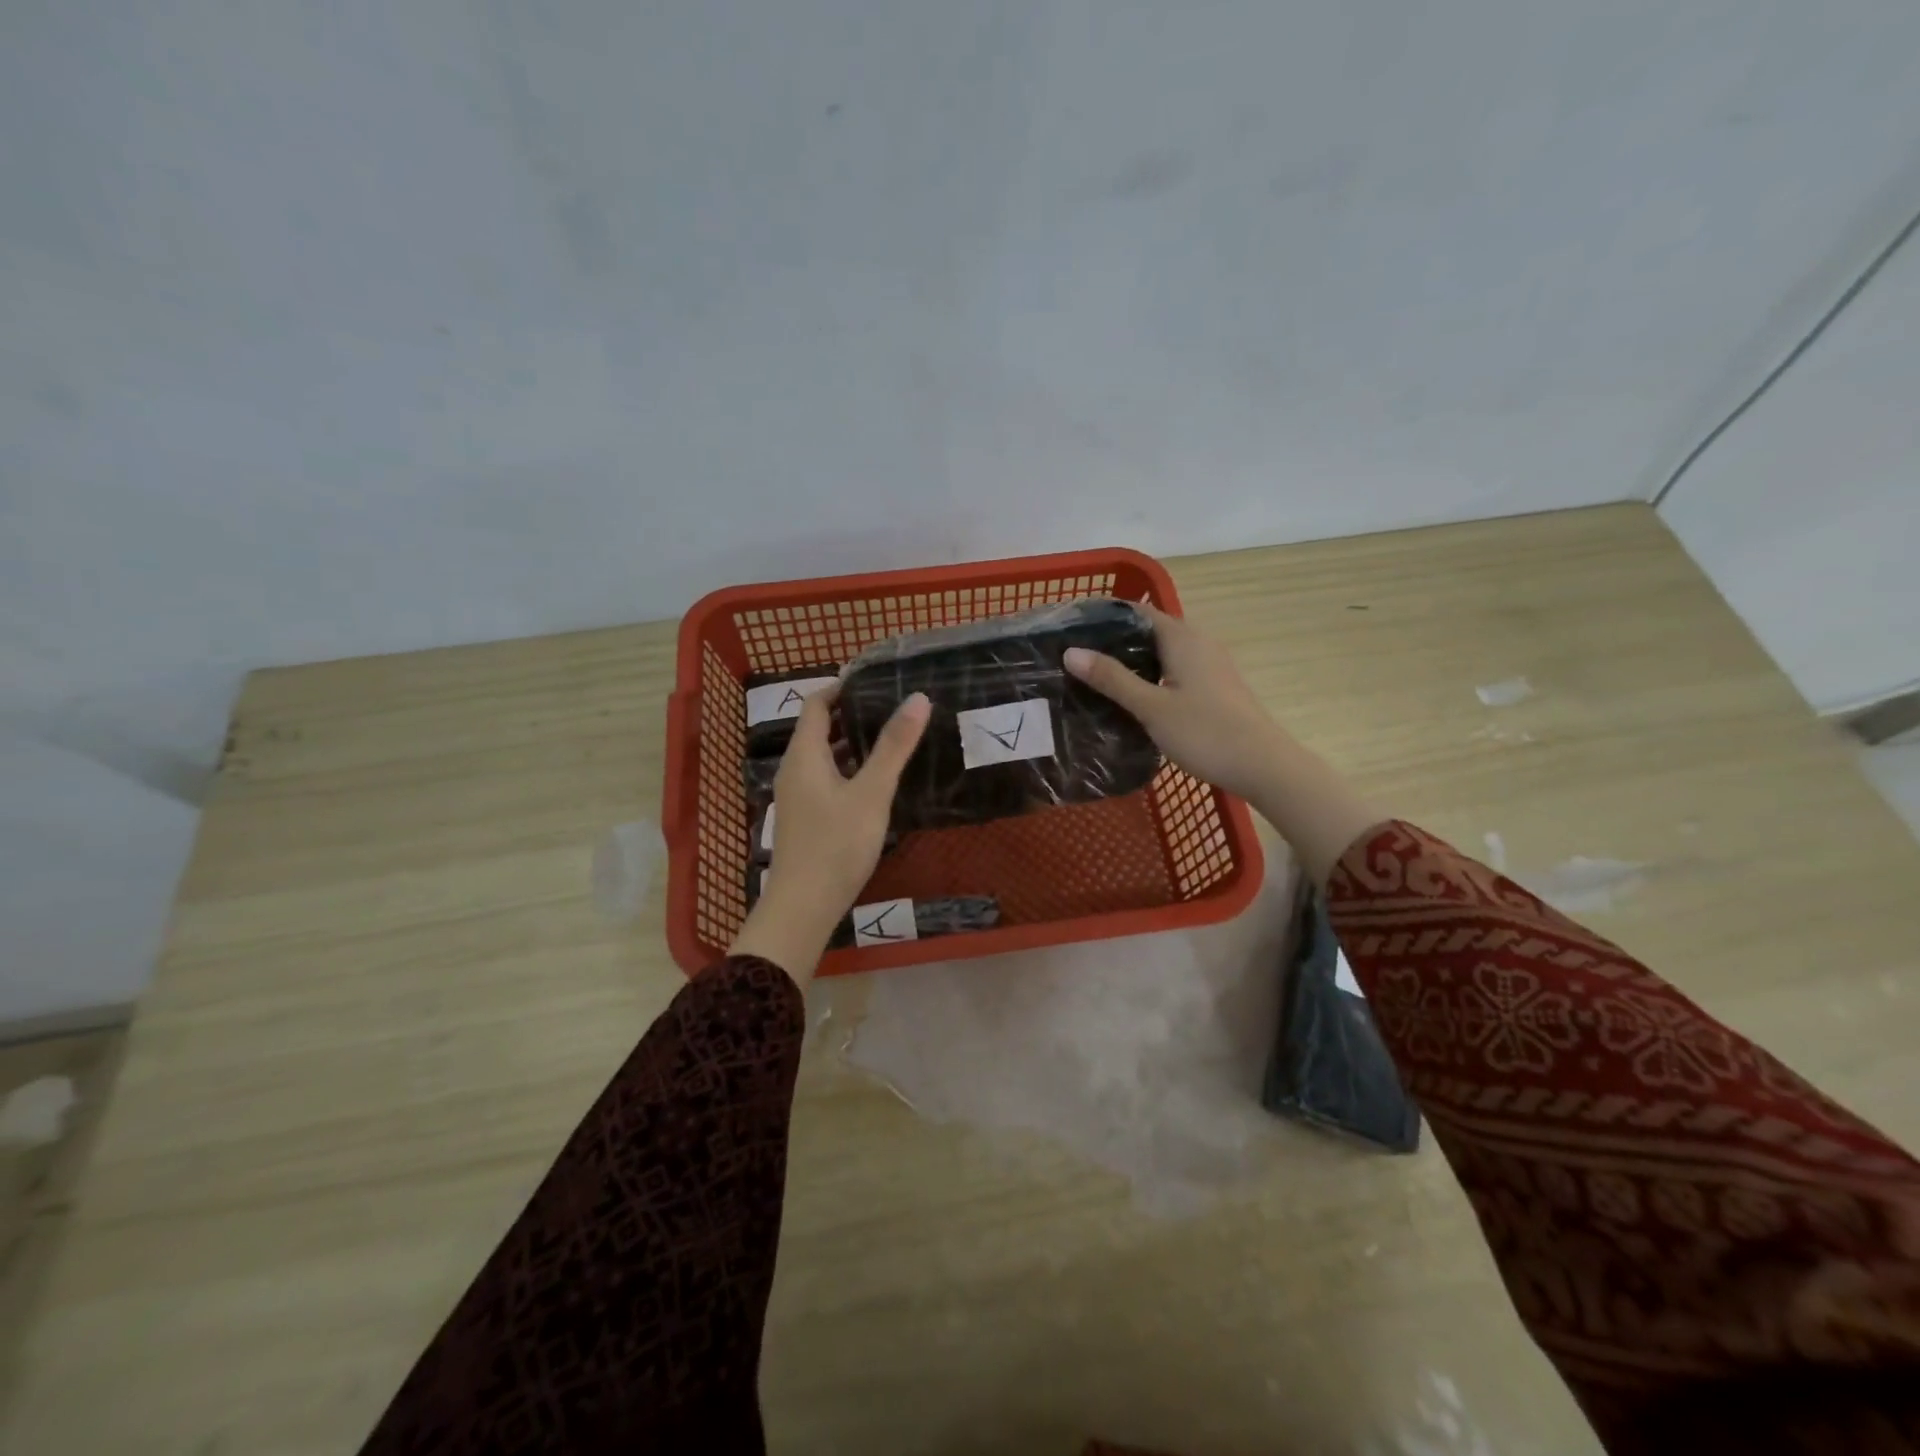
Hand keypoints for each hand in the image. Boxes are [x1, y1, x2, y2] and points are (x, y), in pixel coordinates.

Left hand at [728, 684, 930, 982]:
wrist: (804, 907)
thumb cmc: (837, 844)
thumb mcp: (871, 792)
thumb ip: (894, 746)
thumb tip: (918, 698)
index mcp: (804, 755)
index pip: (817, 705)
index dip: (841, 687)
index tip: (875, 679)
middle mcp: (794, 769)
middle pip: (819, 729)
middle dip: (851, 714)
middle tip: (891, 705)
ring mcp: (797, 796)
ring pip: (823, 756)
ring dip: (851, 743)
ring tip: (890, 736)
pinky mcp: (806, 818)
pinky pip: (825, 778)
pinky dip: (848, 768)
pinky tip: (875, 780)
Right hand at [1064, 603, 1285, 801]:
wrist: (1263, 765)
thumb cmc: (1205, 732)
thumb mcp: (1151, 706)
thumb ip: (1111, 678)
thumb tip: (1071, 652)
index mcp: (1182, 637)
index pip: (1137, 611)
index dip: (1104, 616)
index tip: (1071, 628)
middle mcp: (1198, 642)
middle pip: (1149, 630)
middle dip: (1113, 640)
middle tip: (1075, 657)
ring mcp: (1210, 665)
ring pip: (1162, 652)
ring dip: (1132, 660)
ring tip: (1095, 677)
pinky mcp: (1214, 686)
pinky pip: (1173, 670)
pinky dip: (1150, 675)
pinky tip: (1132, 697)